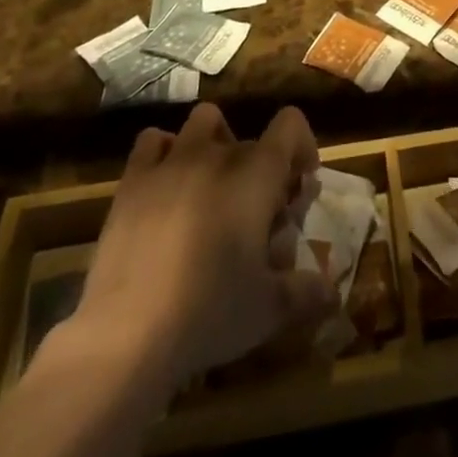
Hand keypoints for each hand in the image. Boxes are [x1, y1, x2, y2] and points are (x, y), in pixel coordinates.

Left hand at [53, 104, 333, 391]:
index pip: (290, 125)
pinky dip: (165, 152)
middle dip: (261, 166)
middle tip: (258, 212)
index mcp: (257, 174)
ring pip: (203, 121)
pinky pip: (152, 142)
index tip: (299, 183)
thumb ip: (305, 292)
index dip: (302, 145)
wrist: (126, 335)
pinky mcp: (133, 181)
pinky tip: (166, 184)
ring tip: (213, 184)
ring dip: (215, 142)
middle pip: (250, 138)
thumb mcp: (268, 309)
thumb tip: (331, 291)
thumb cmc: (209, 312)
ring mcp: (172, 162)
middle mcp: (218, 154)